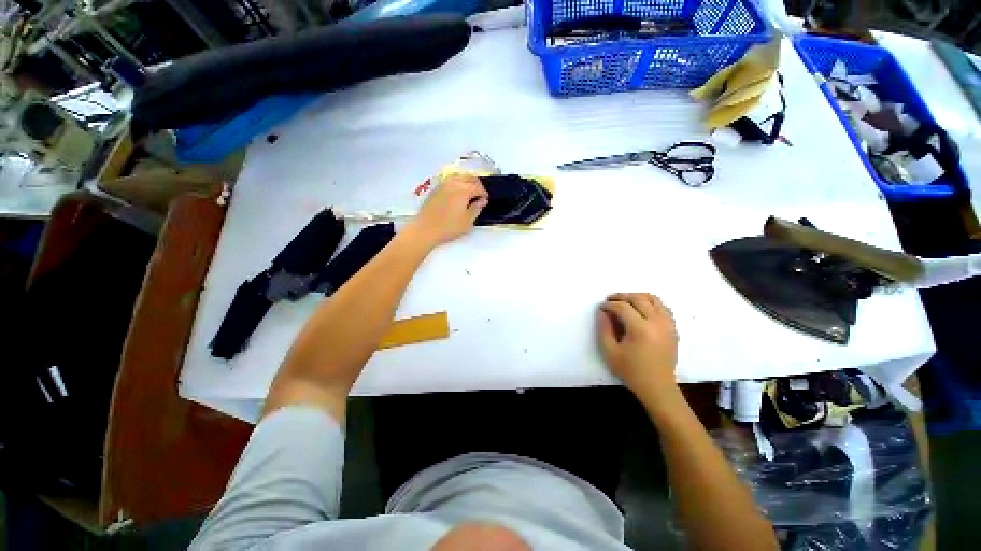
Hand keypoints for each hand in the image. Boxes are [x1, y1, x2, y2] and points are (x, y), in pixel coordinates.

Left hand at [407, 174, 488, 247]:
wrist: (426, 229)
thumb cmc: (449, 227)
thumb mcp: (468, 221)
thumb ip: (476, 208)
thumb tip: (482, 200)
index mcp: (464, 190)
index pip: (478, 187)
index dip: (484, 193)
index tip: (485, 200)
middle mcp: (454, 183)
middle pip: (469, 177)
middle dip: (476, 184)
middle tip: (479, 194)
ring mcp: (443, 185)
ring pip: (458, 176)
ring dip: (466, 181)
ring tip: (469, 191)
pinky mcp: (435, 189)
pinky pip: (449, 180)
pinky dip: (457, 182)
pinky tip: (457, 192)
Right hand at [597, 293, 679, 405]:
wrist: (657, 387)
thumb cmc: (630, 370)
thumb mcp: (610, 352)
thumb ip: (604, 329)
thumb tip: (602, 312)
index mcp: (640, 329)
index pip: (622, 307)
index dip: (609, 305)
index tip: (601, 308)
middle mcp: (656, 322)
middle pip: (638, 299)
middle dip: (621, 296)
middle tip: (610, 300)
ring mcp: (668, 324)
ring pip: (653, 299)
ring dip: (637, 296)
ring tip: (625, 301)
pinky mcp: (673, 328)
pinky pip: (663, 307)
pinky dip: (651, 303)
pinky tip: (641, 309)